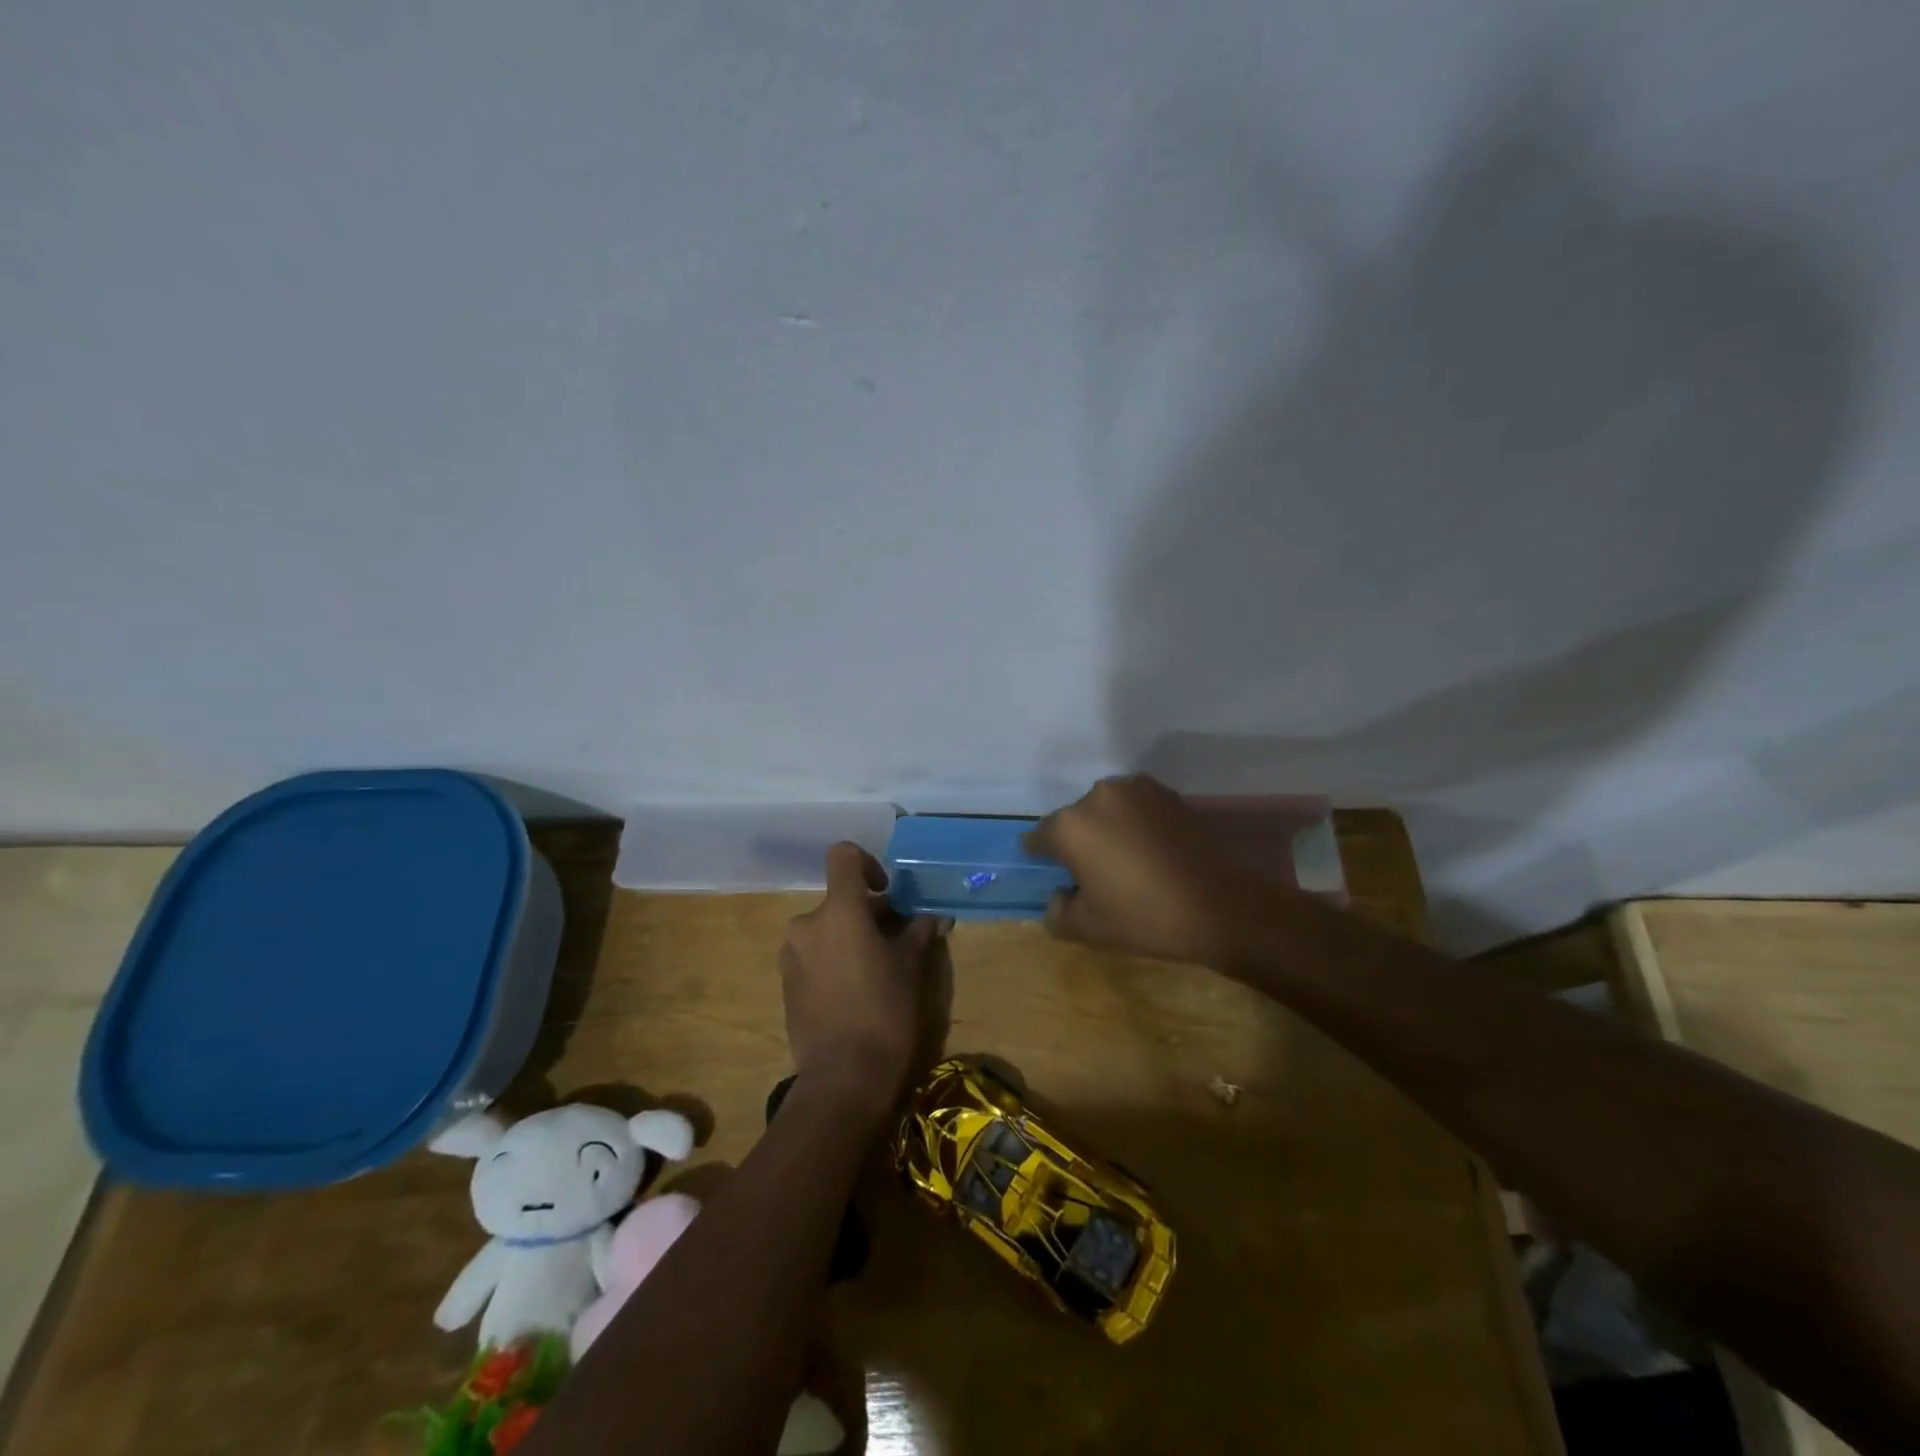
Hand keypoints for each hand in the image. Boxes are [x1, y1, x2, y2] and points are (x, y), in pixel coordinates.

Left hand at [781, 842, 945, 1107]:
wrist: (842, 1080)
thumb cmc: (884, 1013)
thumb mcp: (911, 968)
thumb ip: (918, 933)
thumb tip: (933, 917)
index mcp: (839, 911)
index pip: (843, 856)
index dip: (867, 863)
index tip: (886, 893)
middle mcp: (806, 925)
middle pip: (839, 899)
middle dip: (867, 913)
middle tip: (896, 941)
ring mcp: (791, 956)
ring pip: (825, 929)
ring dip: (849, 937)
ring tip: (876, 970)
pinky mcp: (785, 984)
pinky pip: (813, 955)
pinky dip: (833, 960)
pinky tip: (854, 993)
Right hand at [1026, 775, 1278, 965]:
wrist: (1220, 906)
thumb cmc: (1145, 917)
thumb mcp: (1088, 928)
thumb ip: (1057, 911)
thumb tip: (1058, 896)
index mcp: (1070, 825)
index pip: (1039, 837)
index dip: (1041, 856)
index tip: (1051, 872)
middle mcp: (1097, 796)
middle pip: (1075, 819)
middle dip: (1079, 842)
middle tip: (1094, 874)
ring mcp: (1135, 790)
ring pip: (1106, 810)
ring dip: (1108, 828)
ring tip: (1126, 861)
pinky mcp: (1167, 793)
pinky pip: (1136, 807)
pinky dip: (1136, 824)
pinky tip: (1151, 851)